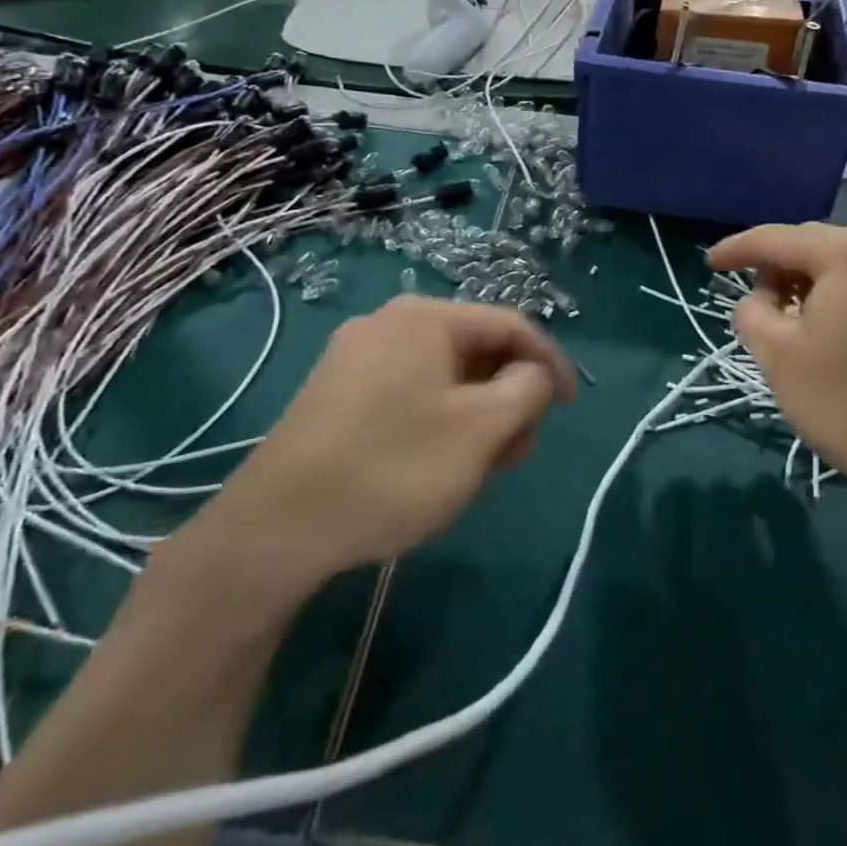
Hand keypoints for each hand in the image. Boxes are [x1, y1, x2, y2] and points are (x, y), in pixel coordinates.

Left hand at [168, 296, 575, 616]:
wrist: (276, 527)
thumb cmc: (394, 468)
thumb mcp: (482, 428)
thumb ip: (528, 387)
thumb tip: (533, 373)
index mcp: (426, 317)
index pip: (511, 325)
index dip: (551, 363)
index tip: (571, 407)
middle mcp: (388, 322)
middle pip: (476, 349)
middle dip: (509, 395)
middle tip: (519, 449)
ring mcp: (355, 356)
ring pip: (443, 374)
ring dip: (477, 412)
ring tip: (482, 464)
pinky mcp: (335, 392)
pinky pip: (409, 392)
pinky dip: (440, 419)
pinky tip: (436, 462)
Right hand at [708, 223, 846, 512]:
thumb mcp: (779, 358)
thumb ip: (751, 314)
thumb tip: (760, 300)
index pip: (776, 238)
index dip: (737, 250)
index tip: (709, 264)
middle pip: (813, 246)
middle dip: (777, 271)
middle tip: (755, 307)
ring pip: (844, 266)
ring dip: (810, 286)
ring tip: (792, 324)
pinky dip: (841, 297)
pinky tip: (832, 332)